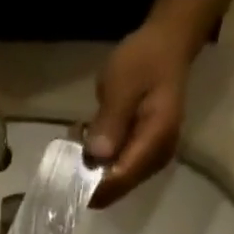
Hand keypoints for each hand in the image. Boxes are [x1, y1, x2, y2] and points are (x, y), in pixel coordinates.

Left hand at [85, 21, 195, 207]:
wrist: (167, 45)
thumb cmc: (144, 59)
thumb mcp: (122, 83)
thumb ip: (111, 121)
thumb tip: (97, 156)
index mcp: (156, 141)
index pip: (120, 180)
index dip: (90, 185)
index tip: (66, 169)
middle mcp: (156, 159)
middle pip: (115, 187)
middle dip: (88, 174)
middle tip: (72, 142)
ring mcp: (150, 161)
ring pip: (112, 182)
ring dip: (90, 166)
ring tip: (80, 133)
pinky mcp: (142, 157)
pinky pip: (115, 170)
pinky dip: (98, 159)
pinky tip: (90, 135)